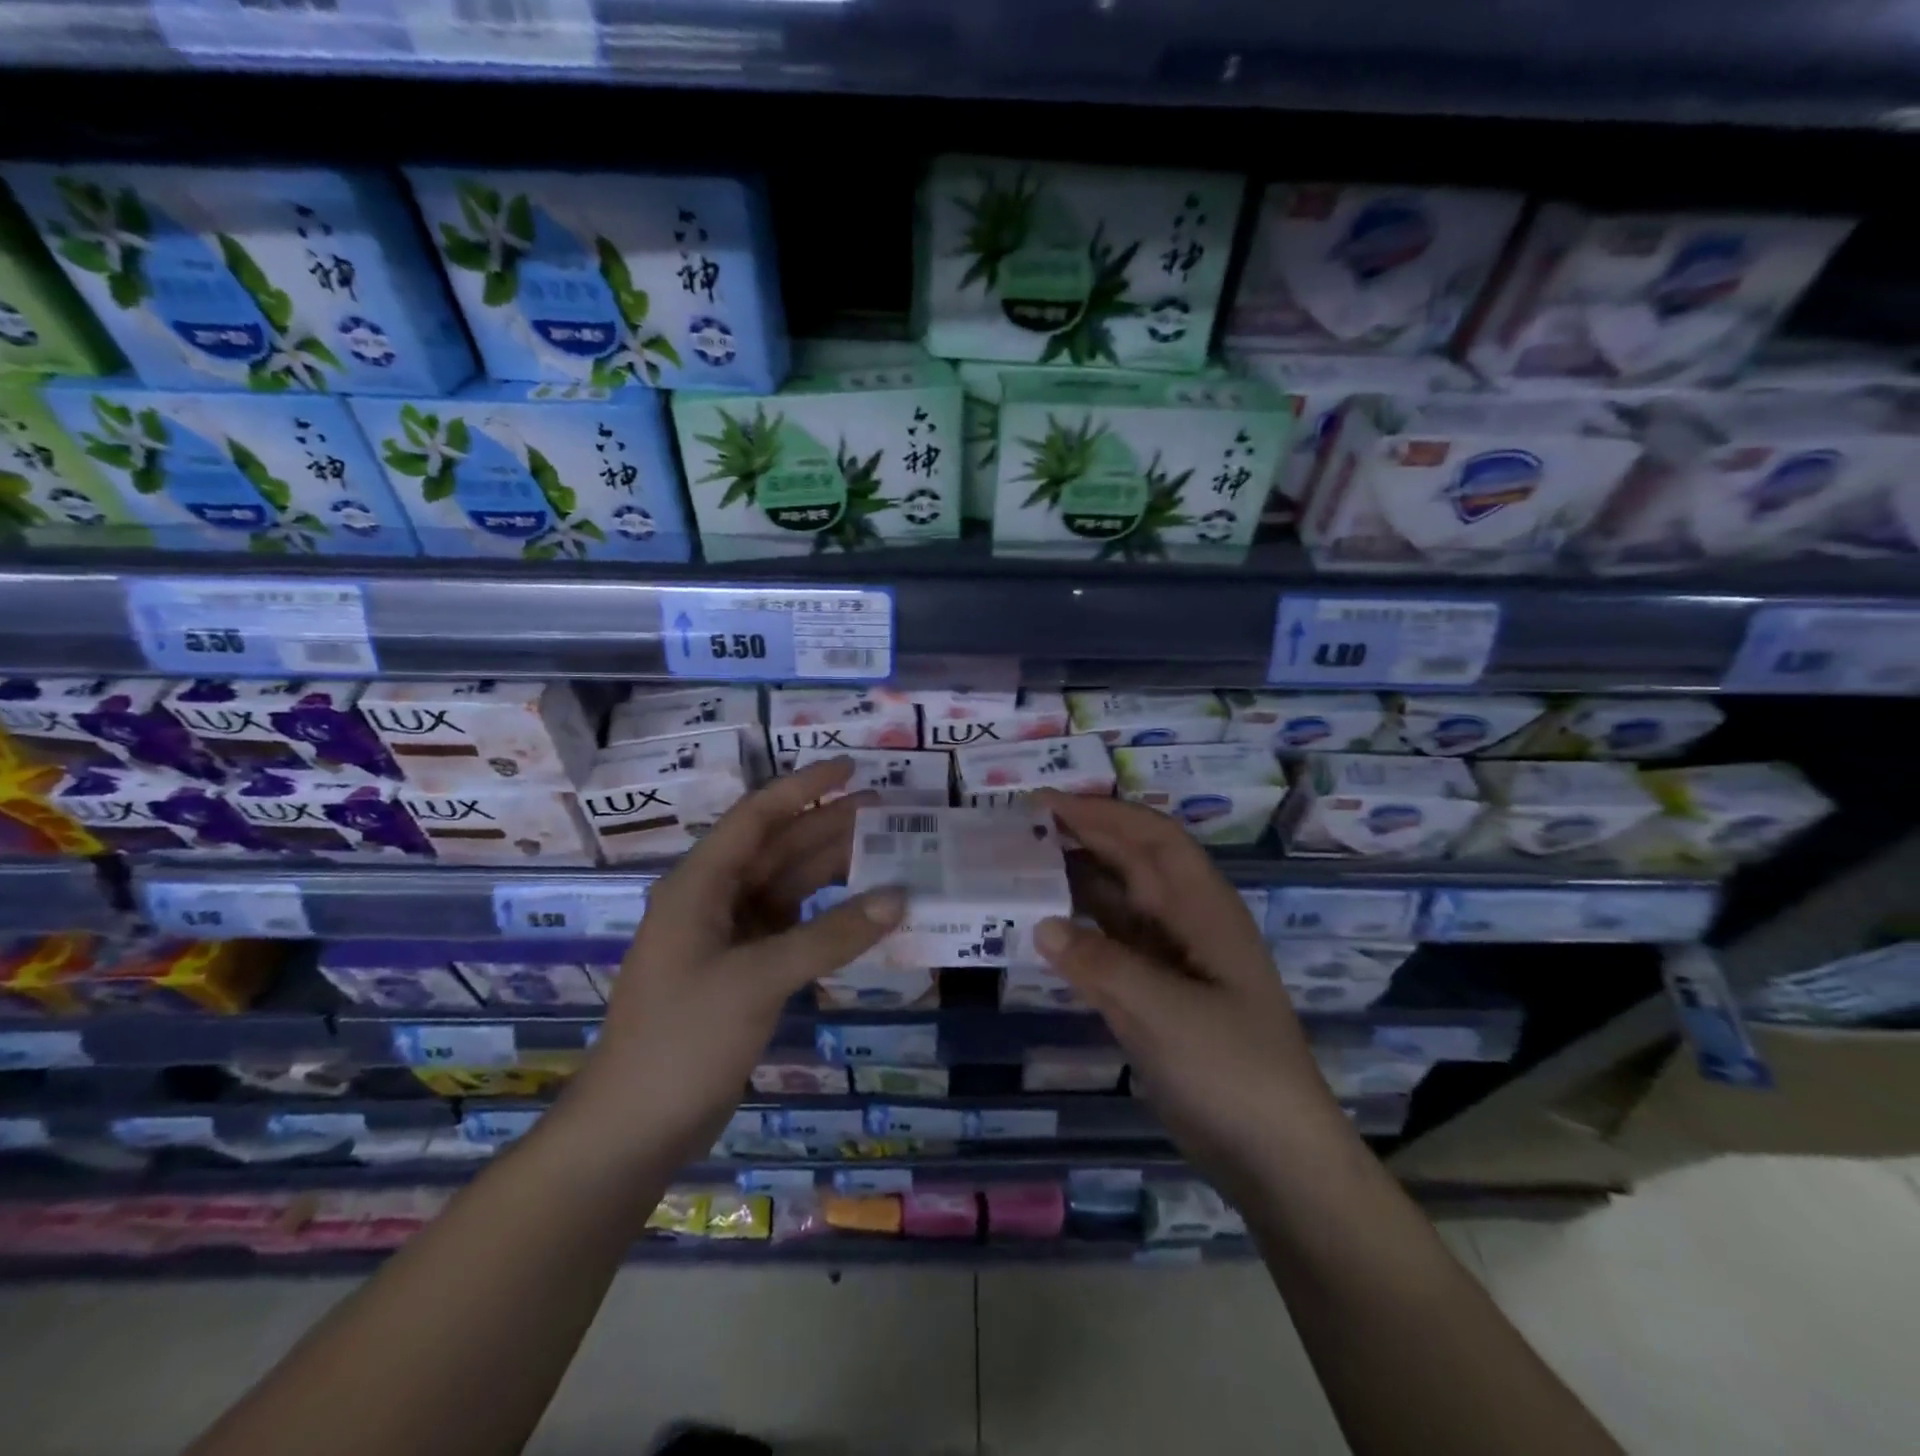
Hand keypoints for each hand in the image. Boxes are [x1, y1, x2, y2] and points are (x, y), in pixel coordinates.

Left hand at [562, 758, 904, 1168]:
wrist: (636, 1127)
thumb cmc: (684, 1039)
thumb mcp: (758, 980)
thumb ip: (830, 935)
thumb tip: (898, 897)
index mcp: (700, 885)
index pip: (757, 817)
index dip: (803, 788)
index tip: (851, 768)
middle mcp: (714, 901)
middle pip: (778, 849)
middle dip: (829, 827)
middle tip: (888, 812)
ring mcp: (728, 938)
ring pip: (788, 888)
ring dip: (832, 871)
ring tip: (887, 854)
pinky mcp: (743, 972)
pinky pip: (793, 928)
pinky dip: (827, 918)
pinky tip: (862, 913)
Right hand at [1033, 790, 1351, 1199]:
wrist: (1272, 1155)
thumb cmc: (1232, 1071)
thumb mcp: (1167, 1014)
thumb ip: (1102, 965)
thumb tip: (1041, 924)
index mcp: (1203, 909)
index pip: (1151, 839)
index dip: (1102, 813)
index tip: (1046, 803)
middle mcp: (1186, 922)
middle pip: (1132, 861)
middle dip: (1084, 835)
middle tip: (1022, 825)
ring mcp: (1170, 959)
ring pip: (1118, 901)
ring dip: (1077, 879)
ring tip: (1023, 865)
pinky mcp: (1154, 993)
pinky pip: (1110, 945)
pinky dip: (1078, 930)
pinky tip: (1044, 927)